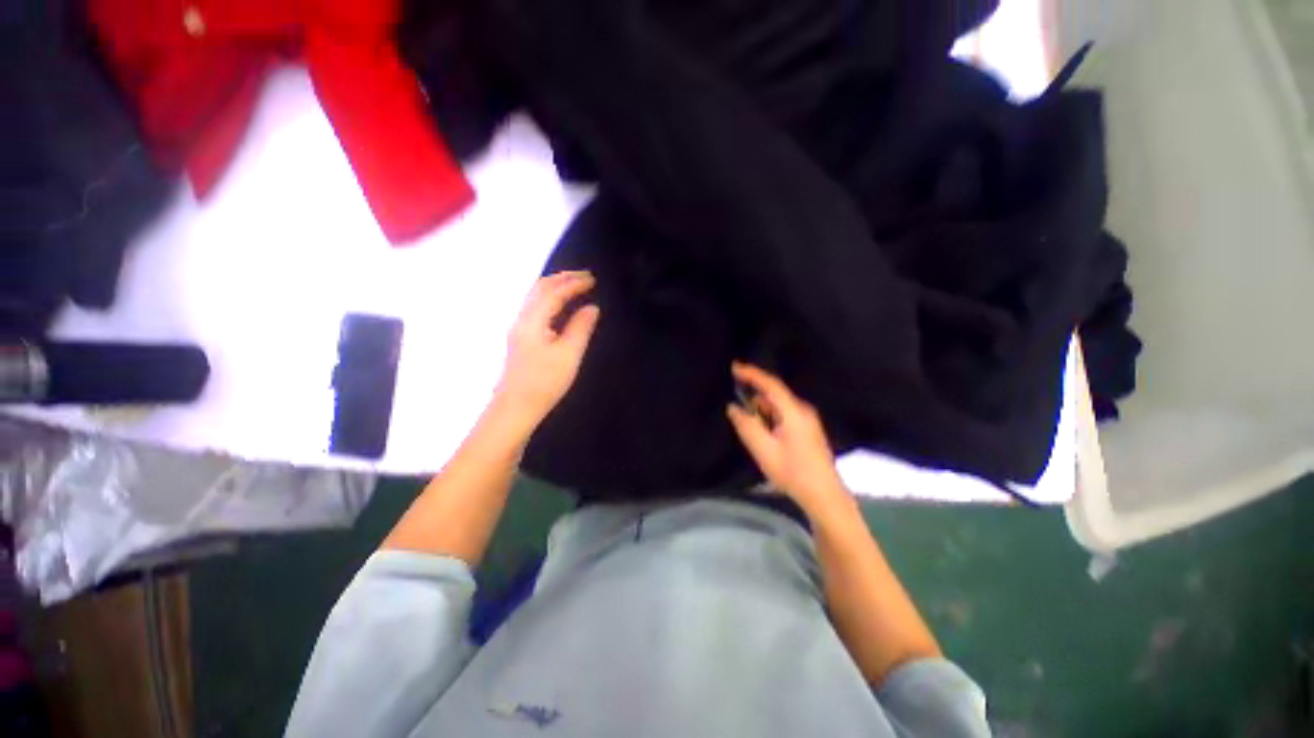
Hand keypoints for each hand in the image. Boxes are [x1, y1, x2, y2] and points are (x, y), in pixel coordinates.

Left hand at [494, 271, 599, 431]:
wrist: (515, 408)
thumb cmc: (544, 382)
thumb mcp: (569, 355)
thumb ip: (580, 328)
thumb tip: (591, 308)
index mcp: (533, 320)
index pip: (554, 292)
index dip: (574, 283)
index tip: (593, 279)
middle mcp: (522, 319)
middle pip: (540, 288)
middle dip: (562, 278)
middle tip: (585, 276)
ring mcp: (519, 328)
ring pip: (535, 297)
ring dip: (555, 286)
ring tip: (575, 285)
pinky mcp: (521, 338)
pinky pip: (536, 307)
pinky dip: (550, 298)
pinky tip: (560, 305)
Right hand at [726, 362, 849, 515]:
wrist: (824, 495)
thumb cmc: (792, 472)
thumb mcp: (763, 449)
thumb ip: (747, 425)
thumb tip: (733, 407)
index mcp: (793, 412)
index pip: (770, 384)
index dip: (751, 373)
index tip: (733, 367)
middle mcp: (802, 410)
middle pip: (774, 394)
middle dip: (754, 394)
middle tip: (735, 401)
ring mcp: (807, 420)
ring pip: (778, 406)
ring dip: (761, 409)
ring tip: (747, 422)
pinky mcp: (807, 429)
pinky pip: (783, 414)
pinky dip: (769, 417)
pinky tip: (762, 432)